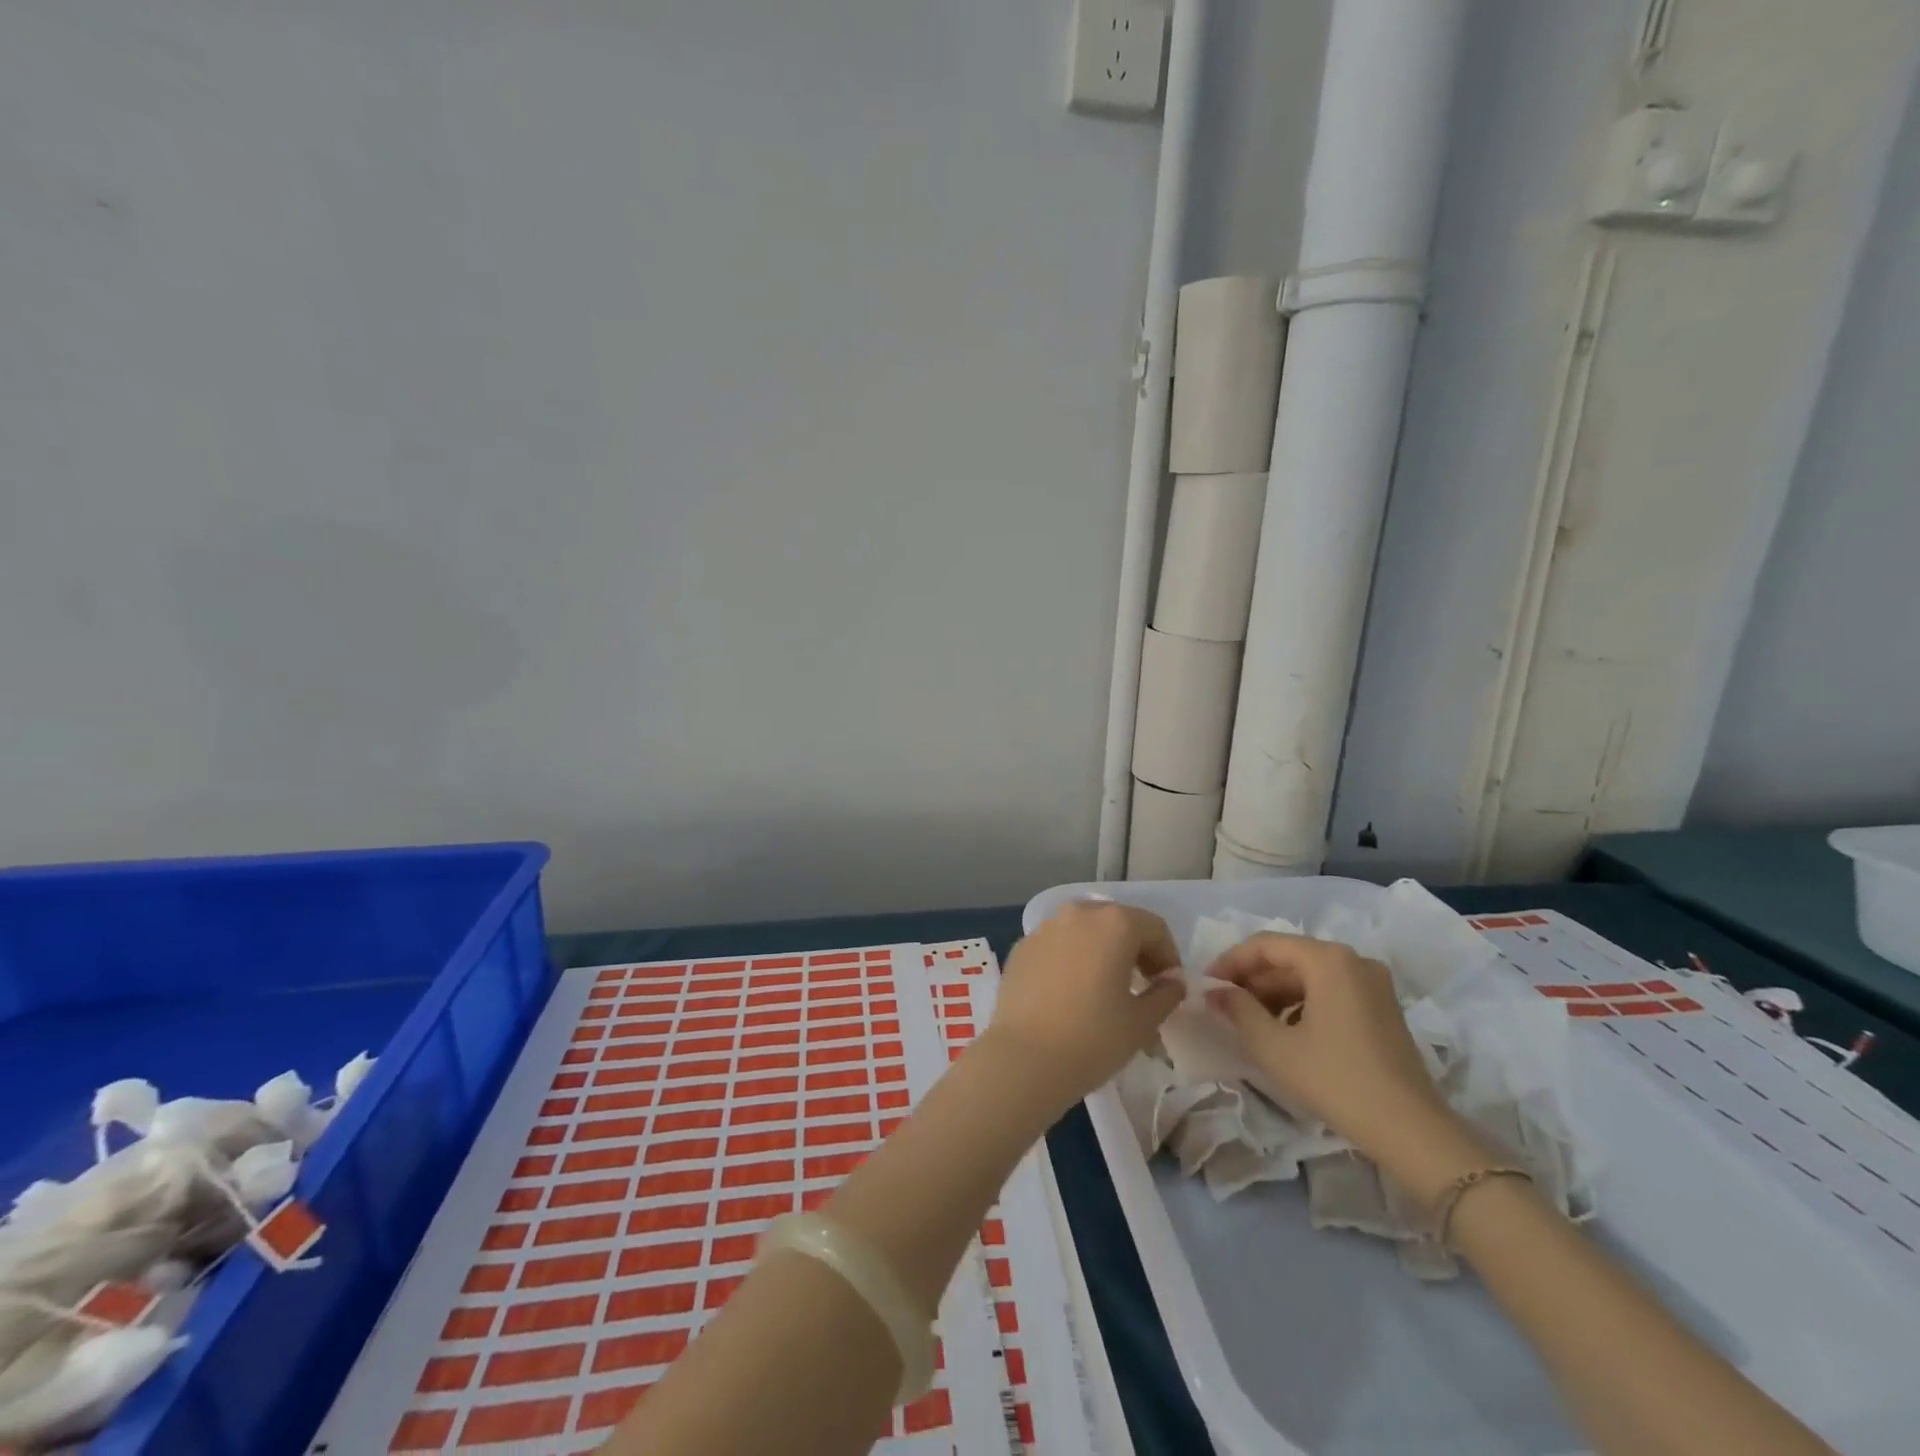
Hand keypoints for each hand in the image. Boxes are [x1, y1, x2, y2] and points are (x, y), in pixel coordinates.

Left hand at [984, 902, 1185, 1113]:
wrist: (1023, 1059)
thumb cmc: (1093, 1038)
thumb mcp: (1142, 1022)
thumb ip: (1165, 994)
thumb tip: (1171, 982)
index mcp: (1113, 923)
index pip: (1154, 928)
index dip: (1168, 956)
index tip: (1169, 987)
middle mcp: (1078, 914)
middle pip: (1117, 922)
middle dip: (1135, 949)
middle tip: (1141, 985)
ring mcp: (1044, 928)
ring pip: (1084, 931)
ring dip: (1101, 951)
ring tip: (1104, 988)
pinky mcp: (1021, 947)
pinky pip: (1056, 945)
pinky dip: (1071, 959)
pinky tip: (1070, 993)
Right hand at [1205, 933, 1471, 1184]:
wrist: (1411, 1131)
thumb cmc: (1336, 1080)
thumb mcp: (1274, 1046)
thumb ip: (1238, 1010)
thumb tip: (1215, 991)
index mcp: (1328, 959)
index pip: (1265, 944)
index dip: (1230, 962)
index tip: (1207, 985)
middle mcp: (1353, 960)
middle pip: (1289, 957)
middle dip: (1252, 979)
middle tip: (1224, 1005)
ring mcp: (1373, 983)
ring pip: (1309, 975)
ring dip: (1275, 993)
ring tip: (1249, 1021)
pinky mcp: (1382, 1007)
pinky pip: (1330, 991)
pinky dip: (1301, 1004)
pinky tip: (1285, 1031)